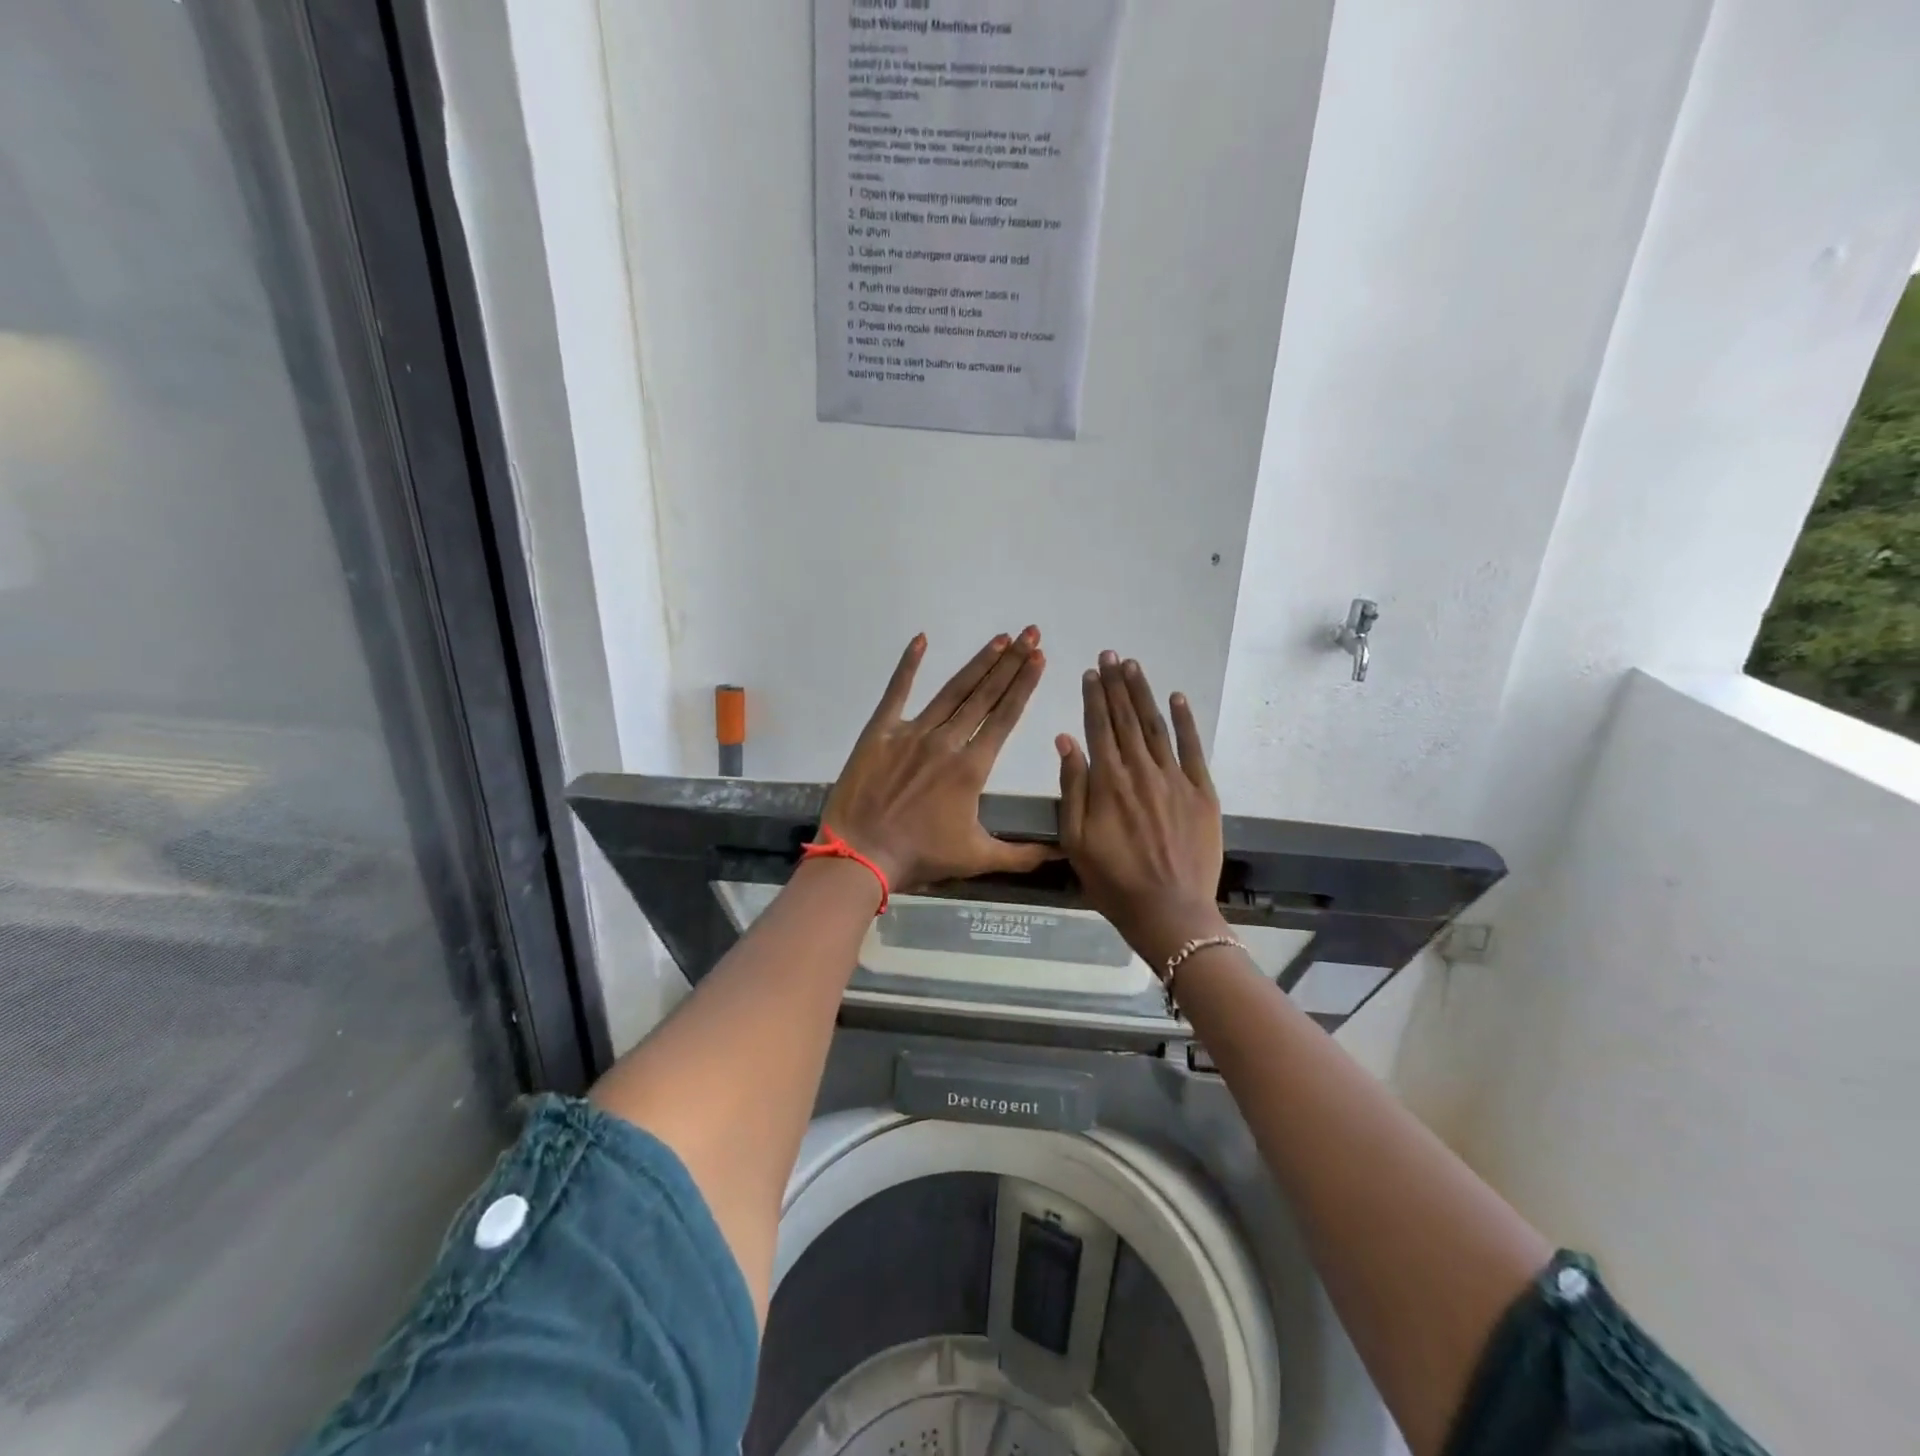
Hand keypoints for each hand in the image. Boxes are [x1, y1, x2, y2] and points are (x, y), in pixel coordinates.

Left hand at [822, 629, 1057, 890]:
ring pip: (952, 690)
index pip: (1005, 717)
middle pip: (984, 695)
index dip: (1024, 685)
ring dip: (978, 663)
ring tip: (1000, 639)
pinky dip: (908, 665)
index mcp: (971, 767)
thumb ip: (1022, 854)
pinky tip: (921, 639)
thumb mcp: (977, 858)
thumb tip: (1063, 853)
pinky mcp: (880, 731)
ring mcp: (911, 732)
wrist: (860, 855)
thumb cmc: (920, 856)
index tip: (1040, 658)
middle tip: (1030, 634)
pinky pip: (896, 692)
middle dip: (1011, 663)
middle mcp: (946, 741)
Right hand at [1057, 651, 1228, 966]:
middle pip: (1126, 718)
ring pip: (1156, 726)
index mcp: (1107, 781)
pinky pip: (1193, 748)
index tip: (1090, 672)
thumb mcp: (1075, 839)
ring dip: (1144, 694)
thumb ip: (1071, 787)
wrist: (1169, 910)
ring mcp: (1175, 779)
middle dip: (1117, 685)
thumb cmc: (1112, 880)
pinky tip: (1178, 699)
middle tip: (1112, 656)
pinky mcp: (1202, 792)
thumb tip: (1066, 740)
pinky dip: (1185, 721)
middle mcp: (1141, 770)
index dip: (1094, 696)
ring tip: (1134, 667)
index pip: (1098, 727)